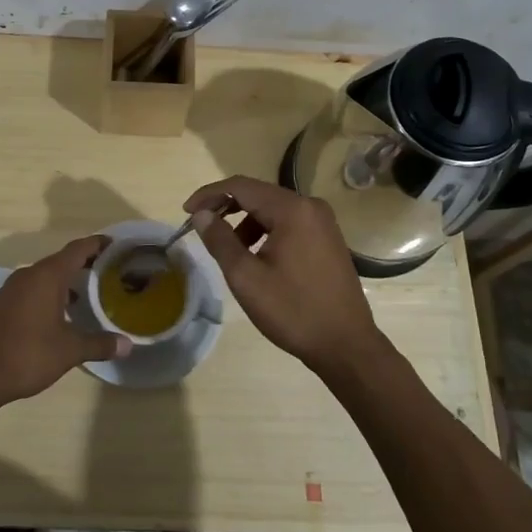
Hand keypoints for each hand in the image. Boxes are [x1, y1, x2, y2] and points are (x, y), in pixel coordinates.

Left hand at [0, 235, 131, 407]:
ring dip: (65, 281)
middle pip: (61, 260)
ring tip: (87, 295)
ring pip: (44, 276)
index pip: (77, 249)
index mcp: (47, 276)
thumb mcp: (69, 351)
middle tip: (108, 272)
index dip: (97, 244)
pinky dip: (49, 294)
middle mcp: (28, 275)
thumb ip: (99, 344)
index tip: (115, 245)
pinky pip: (31, 289)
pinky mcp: (1, 304)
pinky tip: (58, 315)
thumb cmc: (26, 355)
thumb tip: (127, 345)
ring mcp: (11, 289)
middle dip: (84, 264)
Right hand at [184, 176, 387, 373]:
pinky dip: (266, 231)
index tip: (186, 212)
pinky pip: (289, 223)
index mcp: (292, 210)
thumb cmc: (293, 311)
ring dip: (246, 222)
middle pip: (258, 194)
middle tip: (201, 226)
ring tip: (230, 250)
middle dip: (226, 207)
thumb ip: (220, 240)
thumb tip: (202, 214)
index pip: (241, 186)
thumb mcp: (246, 277)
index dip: (209, 194)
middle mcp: (310, 206)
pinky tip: (257, 256)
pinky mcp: (328, 238)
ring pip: (273, 209)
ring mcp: (323, 222)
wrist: (346, 345)